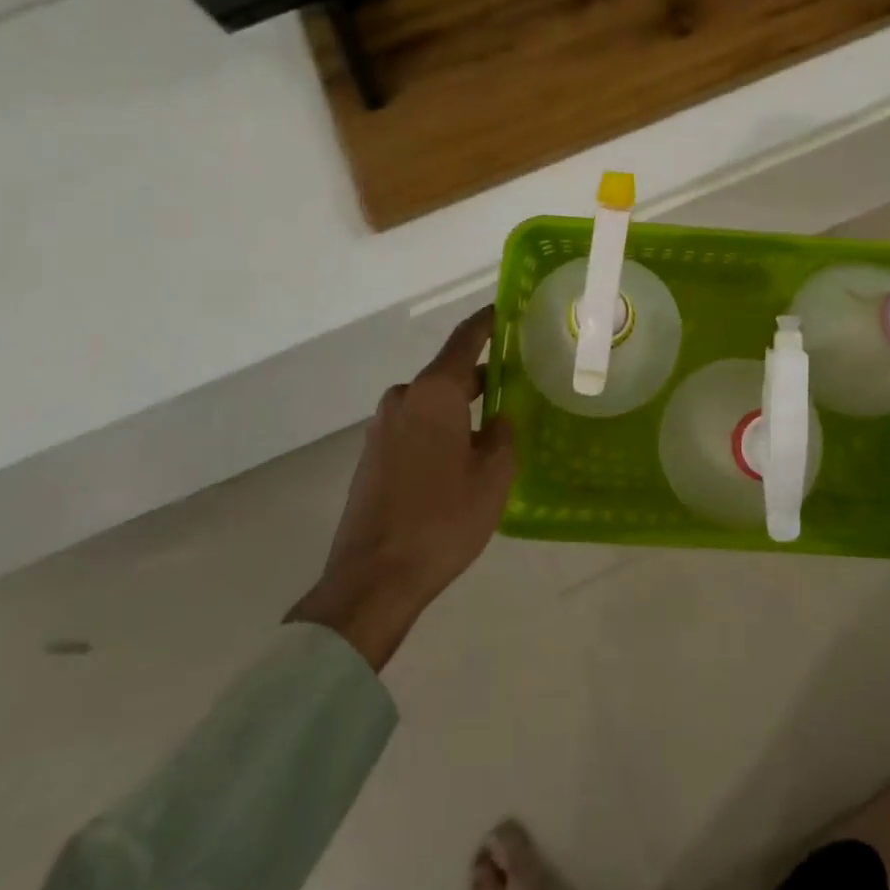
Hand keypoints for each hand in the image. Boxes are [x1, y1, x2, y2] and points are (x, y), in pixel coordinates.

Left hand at [287, 307, 514, 669]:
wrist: (373, 580)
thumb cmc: (442, 519)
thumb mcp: (494, 476)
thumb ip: (502, 435)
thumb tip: (498, 418)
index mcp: (434, 393)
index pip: (465, 339)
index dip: (488, 321)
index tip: (507, 308)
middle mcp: (403, 399)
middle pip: (448, 373)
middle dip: (481, 373)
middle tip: (517, 378)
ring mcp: (382, 428)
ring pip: (431, 403)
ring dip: (459, 406)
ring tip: (493, 422)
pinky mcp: (372, 457)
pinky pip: (414, 426)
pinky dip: (439, 428)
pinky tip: (460, 455)